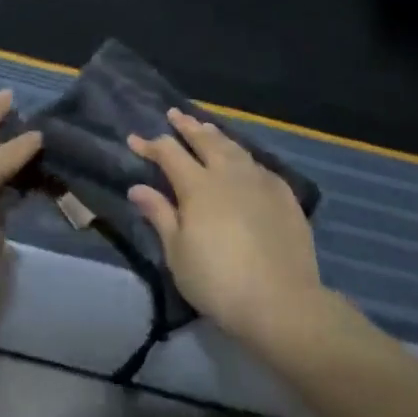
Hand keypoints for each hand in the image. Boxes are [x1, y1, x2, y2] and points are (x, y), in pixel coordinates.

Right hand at [128, 109, 331, 352]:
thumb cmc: (219, 281)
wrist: (283, 303)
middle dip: (186, 126)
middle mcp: (227, 174)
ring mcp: (259, 181)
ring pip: (233, 147)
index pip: (168, 153)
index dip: (150, 145)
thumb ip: (160, 215)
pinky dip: (243, 157)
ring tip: (206, 128)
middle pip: (204, 140)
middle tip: (174, 113)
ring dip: (215, 135)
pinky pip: (258, 165)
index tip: (134, 139)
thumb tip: (138, 187)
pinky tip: (243, 162)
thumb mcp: (178, 253)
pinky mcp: (284, 196)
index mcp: (197, 185)